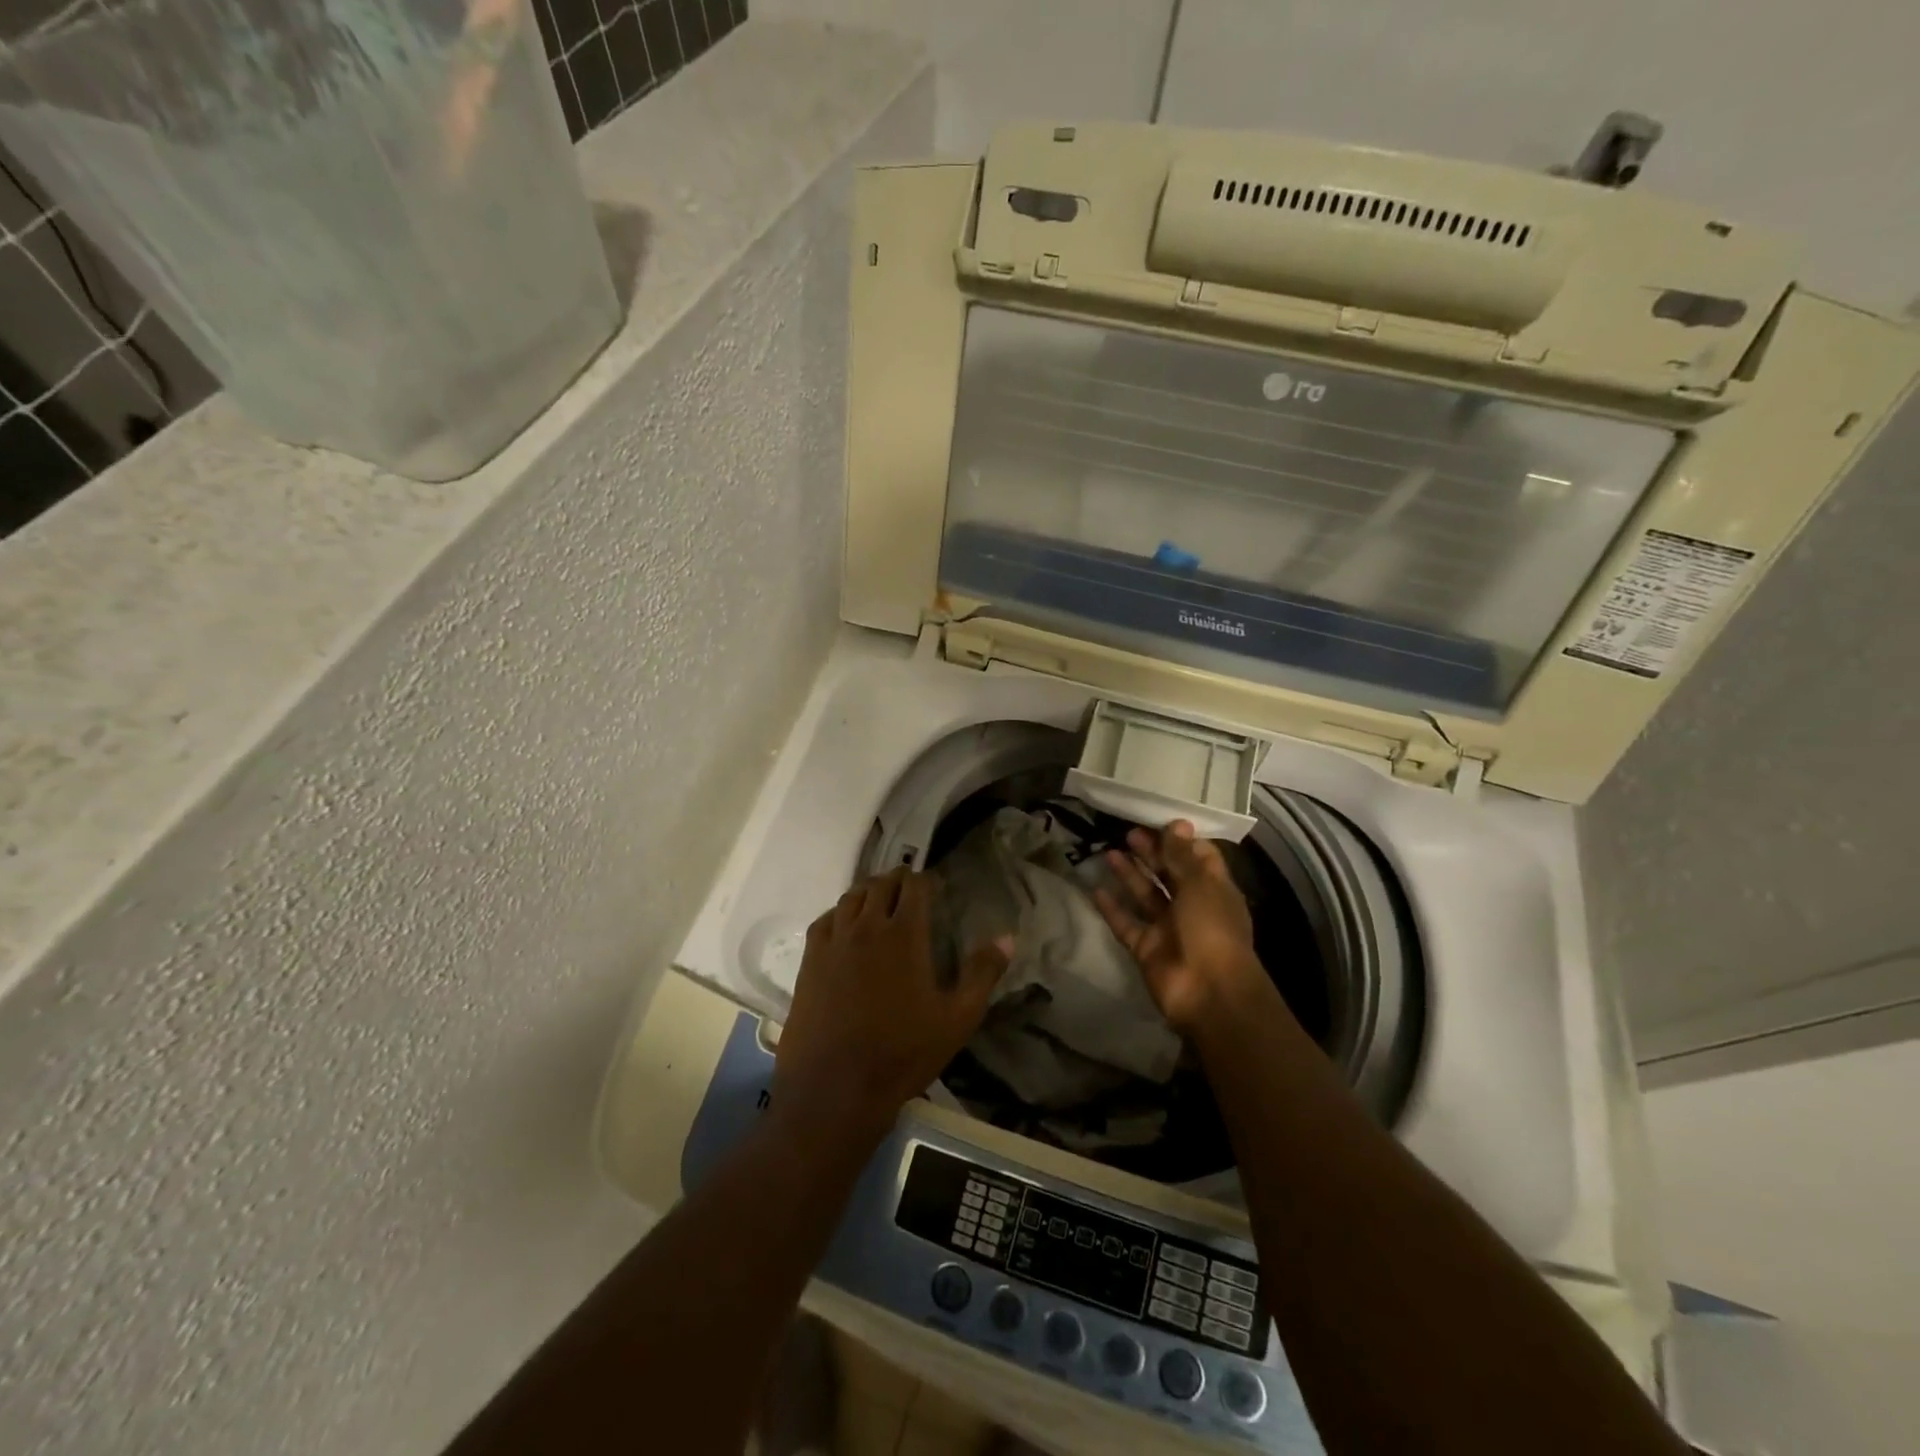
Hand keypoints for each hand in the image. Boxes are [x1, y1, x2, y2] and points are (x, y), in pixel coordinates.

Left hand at [774, 868, 1008, 1142]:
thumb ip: (982, 974)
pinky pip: (824, 920)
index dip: (925, 880)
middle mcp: (867, 926)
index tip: (934, 887)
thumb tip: (1007, 937)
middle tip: (909, 891)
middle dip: (897, 880)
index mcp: (904, 934)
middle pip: (881, 884)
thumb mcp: (957, 1019)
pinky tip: (845, 926)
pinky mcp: (810, 961)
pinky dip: (839, 913)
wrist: (835, 1087)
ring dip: (868, 892)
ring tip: (879, 901)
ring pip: (851, 897)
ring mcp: (834, 942)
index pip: (914, 886)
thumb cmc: (903, 1053)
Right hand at [1093, 820, 1273, 1036]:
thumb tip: (1177, 822)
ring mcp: (1168, 928)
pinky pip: (1126, 923)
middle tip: (1128, 833)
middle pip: (1169, 874)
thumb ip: (1182, 855)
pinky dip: (1112, 908)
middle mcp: (1191, 906)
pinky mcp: (1146, 948)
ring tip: (1109, 853)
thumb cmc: (1211, 929)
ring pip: (1146, 896)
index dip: (1180, 840)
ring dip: (1129, 875)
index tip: (1158, 821)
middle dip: (1151, 853)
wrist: (1208, 992)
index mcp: (1213, 889)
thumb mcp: (1200, 884)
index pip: (1199, 857)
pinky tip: (1095, 888)